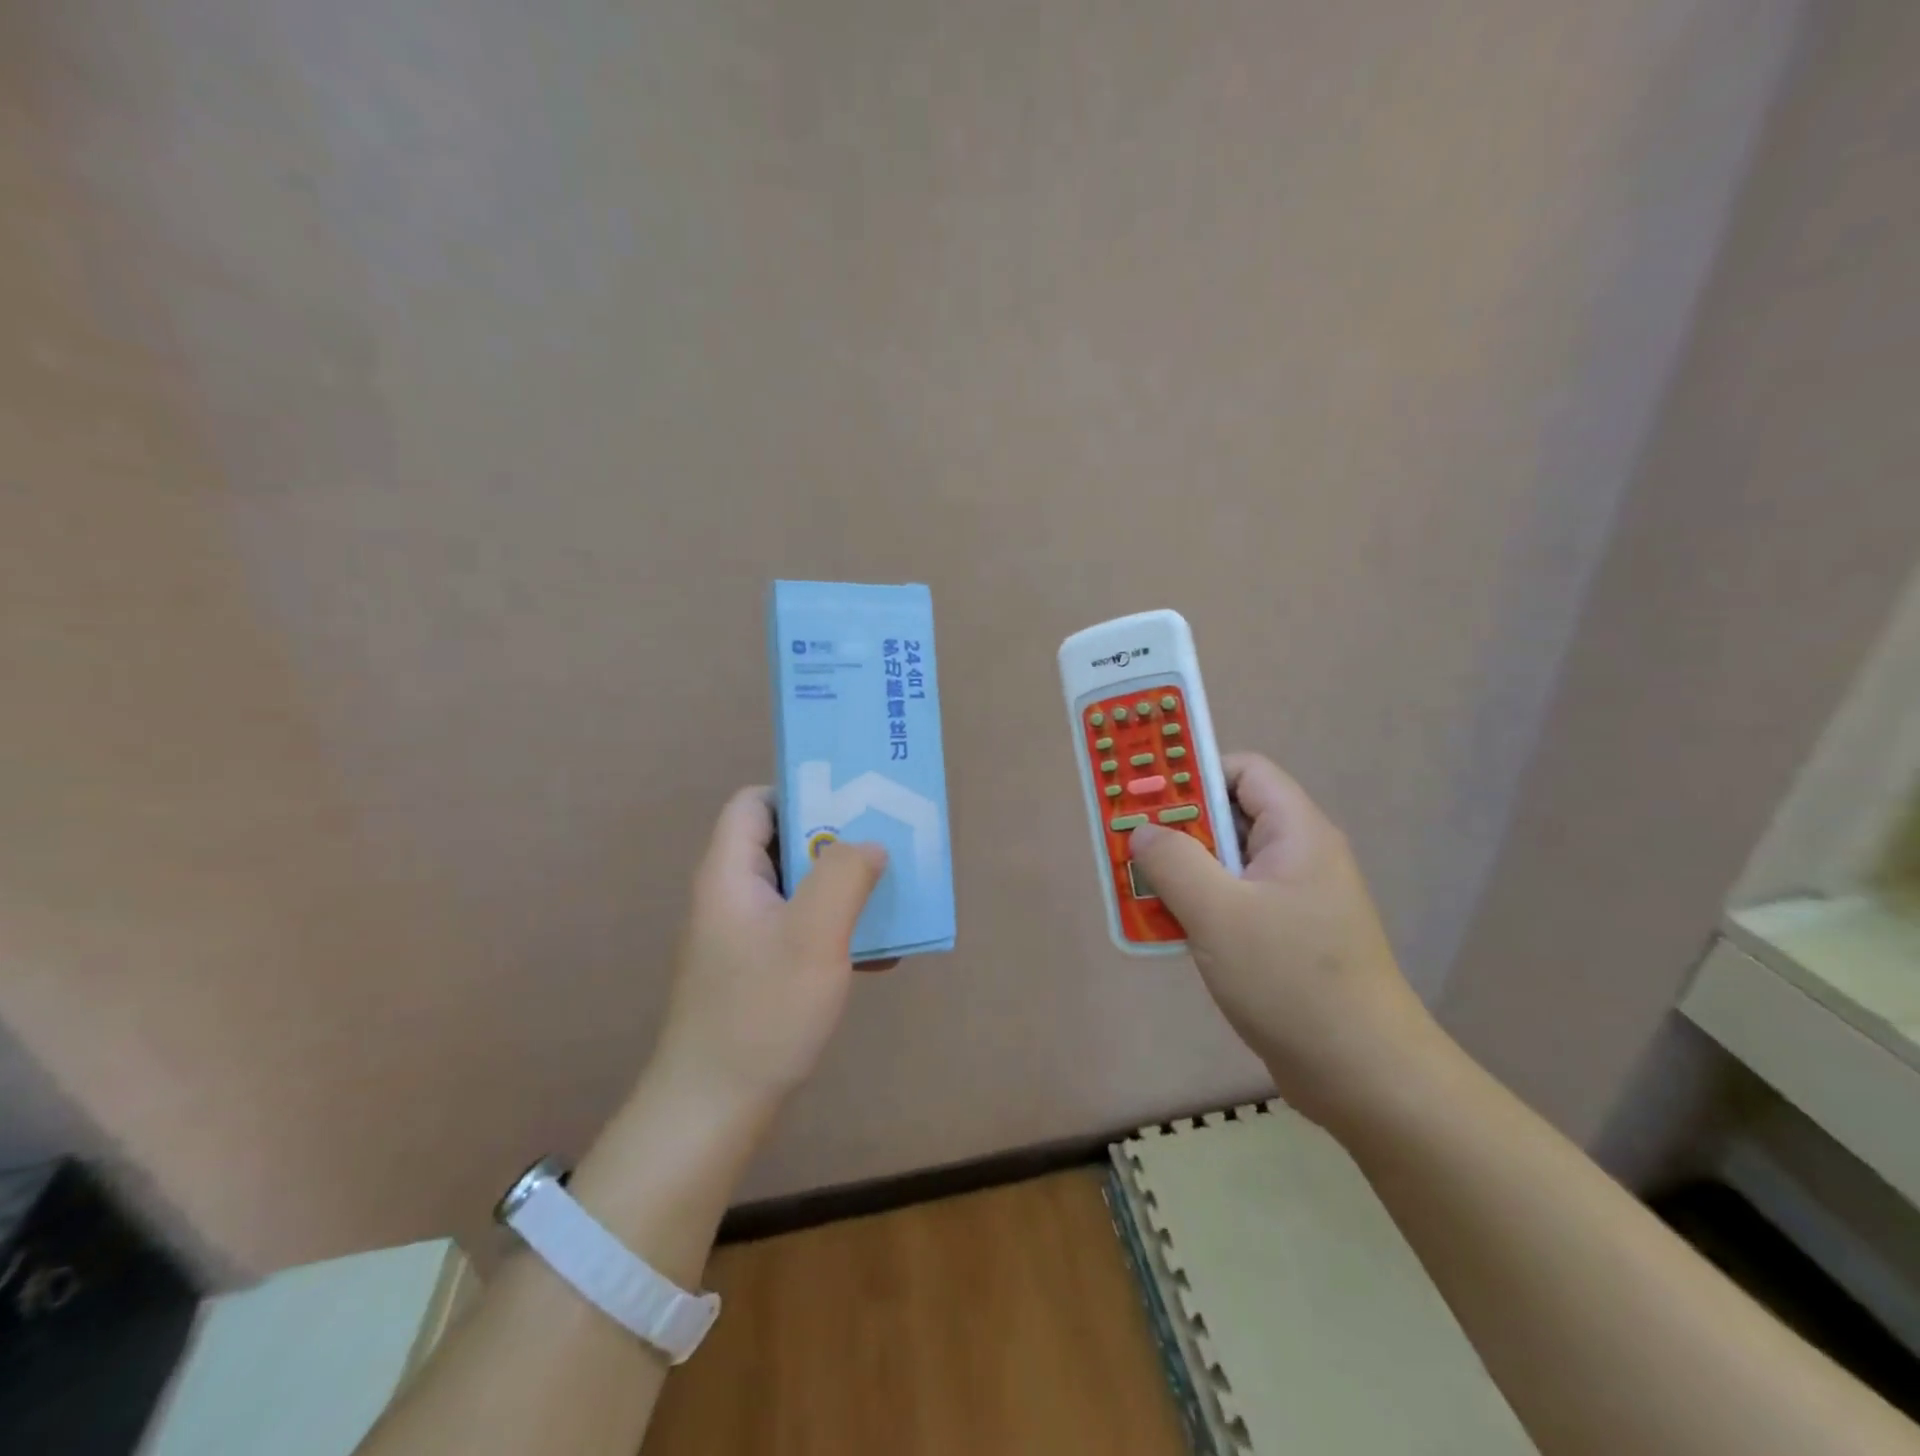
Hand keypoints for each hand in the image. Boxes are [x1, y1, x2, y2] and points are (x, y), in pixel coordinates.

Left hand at [647, 787, 888, 1119]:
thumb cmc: (762, 1011)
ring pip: (798, 888)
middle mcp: (731, 895)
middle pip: (783, 842)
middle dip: (837, 843)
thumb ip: (844, 875)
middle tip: (885, 848)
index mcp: (730, 873)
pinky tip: (878, 956)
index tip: (851, 806)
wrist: (714, 1109)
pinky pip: (801, 929)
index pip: (754, 803)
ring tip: (891, 898)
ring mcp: (742, 935)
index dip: (800, 793)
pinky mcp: (756, 968)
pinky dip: (836, 931)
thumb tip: (869, 843)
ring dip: (843, 890)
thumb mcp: (814, 935)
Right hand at [1127, 753, 1437, 1124]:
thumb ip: (1173, 862)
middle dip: (1175, 828)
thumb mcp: (1219, 914)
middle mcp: (1299, 857)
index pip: (1243, 771)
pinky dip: (1197, 906)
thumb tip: (1143, 831)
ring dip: (1181, 872)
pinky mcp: (1285, 937)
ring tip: (1137, 889)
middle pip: (1229, 817)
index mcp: (1296, 833)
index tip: (1146, 796)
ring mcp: (1294, 899)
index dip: (1194, 773)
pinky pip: (1232, 902)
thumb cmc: (1291, 980)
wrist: (1364, 1076)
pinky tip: (1167, 929)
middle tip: (1127, 843)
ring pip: (1225, 864)